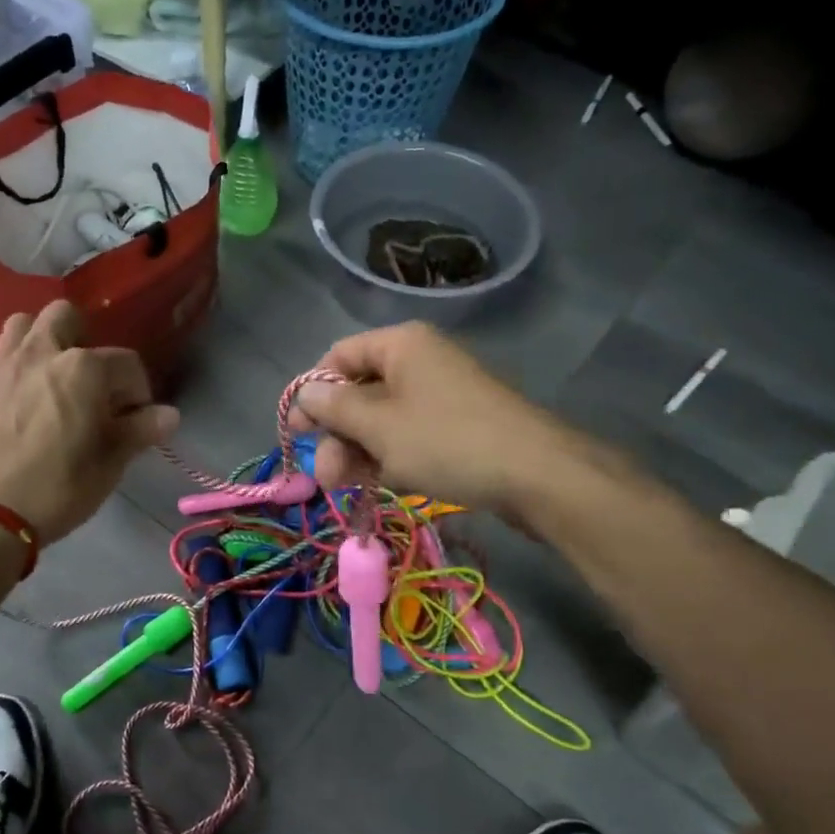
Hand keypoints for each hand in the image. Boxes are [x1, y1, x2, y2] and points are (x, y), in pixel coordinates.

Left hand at [0, 301, 177, 547]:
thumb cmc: (58, 489)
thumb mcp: (109, 465)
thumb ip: (139, 432)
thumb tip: (169, 415)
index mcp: (83, 368)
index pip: (126, 363)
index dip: (138, 391)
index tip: (137, 421)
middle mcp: (41, 354)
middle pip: (64, 316)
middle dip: (83, 338)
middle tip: (90, 382)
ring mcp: (0, 369)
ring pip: (19, 326)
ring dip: (37, 341)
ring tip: (49, 376)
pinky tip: (4, 397)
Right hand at [292, 323, 601, 521]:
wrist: (536, 475)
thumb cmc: (446, 441)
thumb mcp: (378, 426)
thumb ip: (334, 408)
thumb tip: (304, 394)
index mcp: (400, 345)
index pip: (338, 356)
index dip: (313, 393)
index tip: (298, 433)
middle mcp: (419, 362)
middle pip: (358, 392)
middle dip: (336, 435)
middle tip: (326, 477)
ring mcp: (439, 395)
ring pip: (381, 420)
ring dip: (357, 452)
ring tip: (345, 488)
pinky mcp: (455, 427)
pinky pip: (407, 436)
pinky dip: (387, 457)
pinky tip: (377, 484)